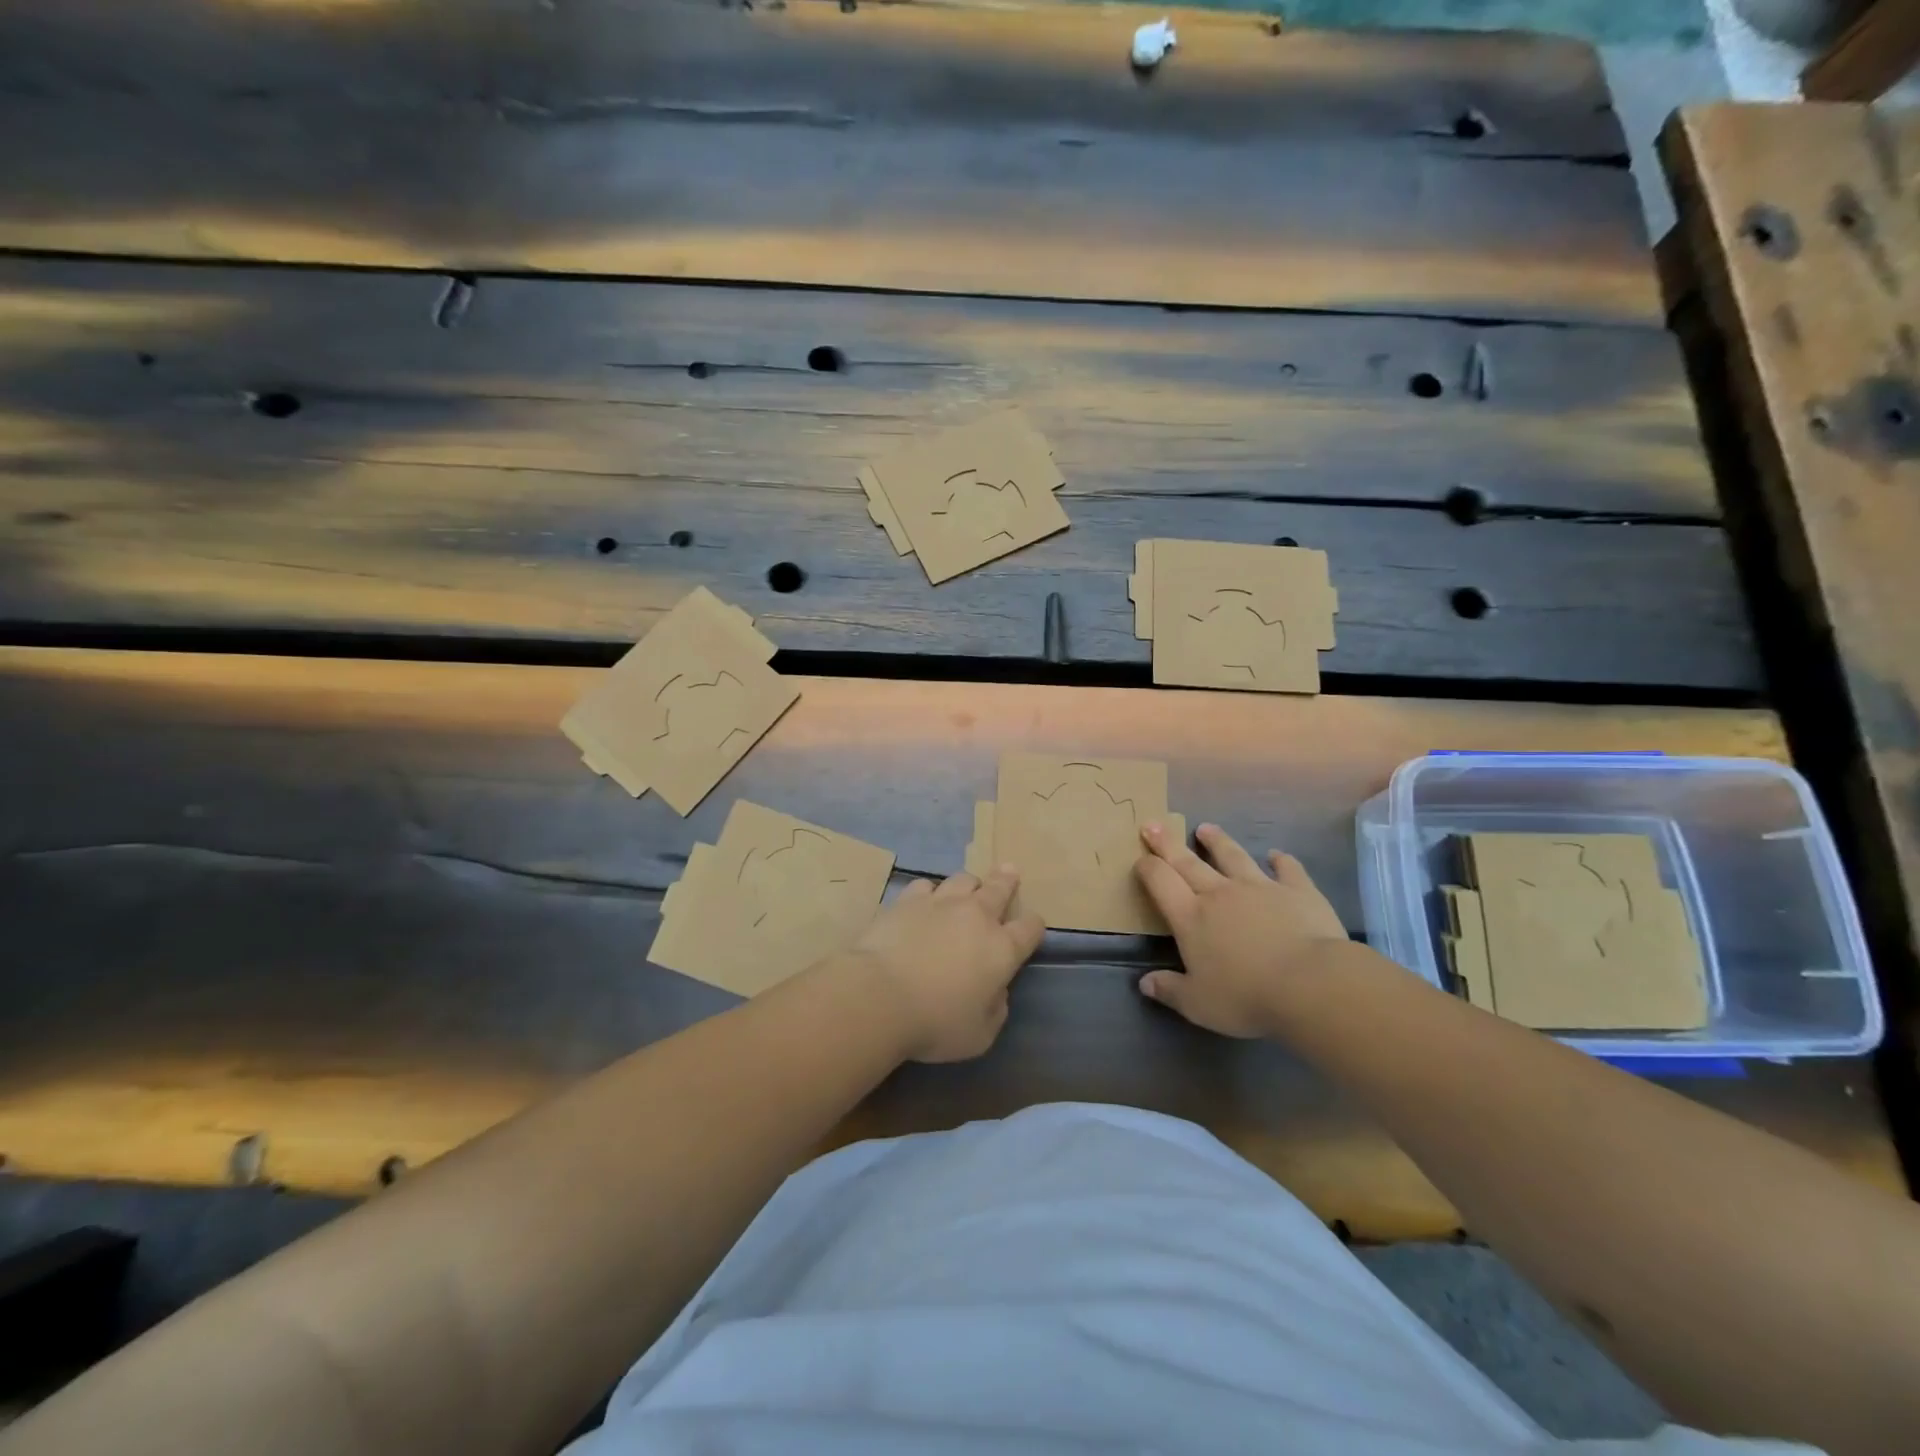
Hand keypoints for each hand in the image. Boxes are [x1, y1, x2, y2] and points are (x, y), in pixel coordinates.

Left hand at [842, 867, 1045, 1062]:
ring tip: (968, 888)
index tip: (1032, 927)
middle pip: (999, 888)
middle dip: (1007, 880)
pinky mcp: (907, 900)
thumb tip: (996, 991)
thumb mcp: (979, 1035)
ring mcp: (940, 903)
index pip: (1030, 928)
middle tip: (1009, 871)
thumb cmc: (935, 1022)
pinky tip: (925, 900)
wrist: (879, 996)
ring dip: (969, 884)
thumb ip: (996, 1009)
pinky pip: (925, 886)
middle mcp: (976, 917)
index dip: (1034, 926)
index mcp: (1002, 949)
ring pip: (963, 880)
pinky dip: (930, 892)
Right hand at [1134, 822, 1348, 1037]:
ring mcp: (1260, 887)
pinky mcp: (1298, 890)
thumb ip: (1170, 990)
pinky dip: (1281, 860)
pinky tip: (1277, 855)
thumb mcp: (1198, 1004)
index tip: (1139, 859)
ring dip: (1217, 841)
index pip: (1160, 882)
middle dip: (1167, 843)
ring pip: (1233, 856)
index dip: (1147, 868)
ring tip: (1206, 828)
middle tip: (1153, 824)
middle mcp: (1220, 893)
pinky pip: (1287, 869)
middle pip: (1187, 861)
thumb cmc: (1246, 996)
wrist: (1310, 983)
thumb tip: (1145, 983)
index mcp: (1191, 917)